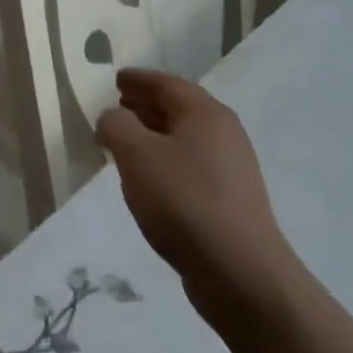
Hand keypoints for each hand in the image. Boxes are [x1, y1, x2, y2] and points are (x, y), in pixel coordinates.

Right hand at [97, 70, 301, 344]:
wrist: (240, 273)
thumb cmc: (184, 201)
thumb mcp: (136, 155)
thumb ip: (116, 126)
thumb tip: (113, 117)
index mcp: (205, 113)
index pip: (166, 83)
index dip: (138, 80)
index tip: (117, 79)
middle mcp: (224, 133)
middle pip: (179, 108)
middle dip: (146, 105)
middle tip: (118, 106)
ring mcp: (232, 168)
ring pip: (185, 138)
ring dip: (154, 134)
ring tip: (126, 141)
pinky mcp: (230, 200)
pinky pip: (191, 165)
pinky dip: (166, 160)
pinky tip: (148, 178)